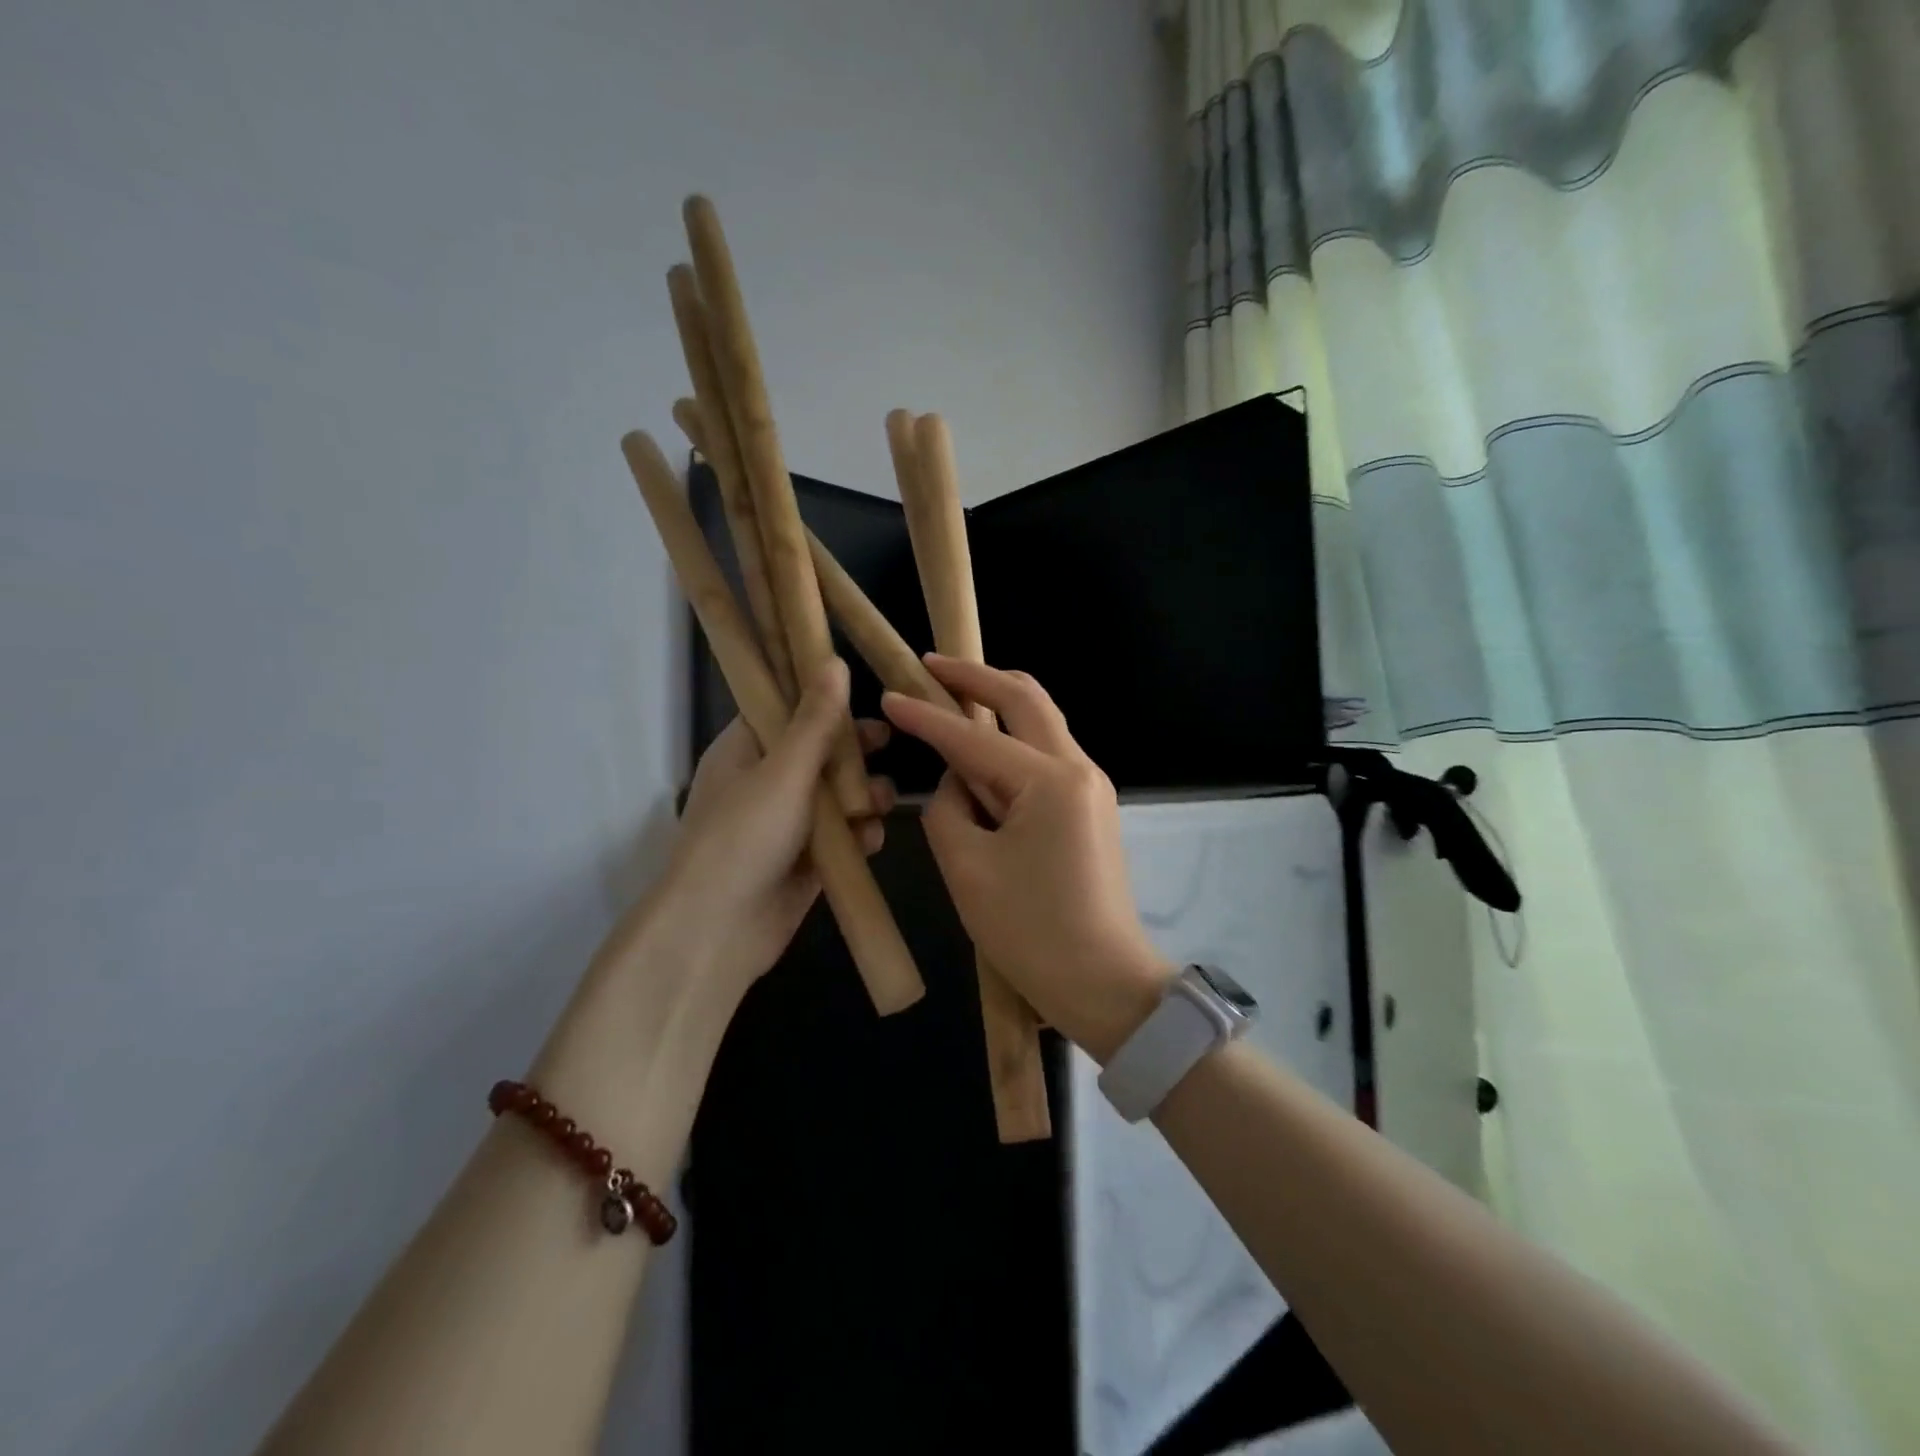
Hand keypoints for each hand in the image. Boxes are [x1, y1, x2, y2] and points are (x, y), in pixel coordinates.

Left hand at [651, 658, 892, 994]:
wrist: (719, 930)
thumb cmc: (744, 836)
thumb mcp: (784, 771)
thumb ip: (815, 720)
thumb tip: (833, 660)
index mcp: (746, 750)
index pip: (785, 708)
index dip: (823, 697)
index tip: (863, 691)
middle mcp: (766, 781)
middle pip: (820, 751)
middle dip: (854, 751)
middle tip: (887, 744)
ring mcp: (788, 823)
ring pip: (837, 795)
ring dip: (864, 796)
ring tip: (880, 802)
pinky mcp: (808, 860)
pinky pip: (843, 837)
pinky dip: (859, 836)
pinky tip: (870, 840)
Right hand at [882, 656, 1170, 1061]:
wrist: (1106, 984)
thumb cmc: (1031, 933)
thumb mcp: (967, 870)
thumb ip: (948, 810)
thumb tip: (956, 782)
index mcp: (1048, 781)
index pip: (974, 737)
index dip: (927, 716)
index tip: (892, 691)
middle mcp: (1078, 768)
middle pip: (1026, 698)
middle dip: (977, 676)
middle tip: (933, 665)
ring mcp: (1091, 786)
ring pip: (1042, 721)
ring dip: (998, 703)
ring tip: (953, 698)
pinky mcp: (1091, 806)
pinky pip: (1047, 755)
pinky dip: (1013, 741)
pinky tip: (984, 751)